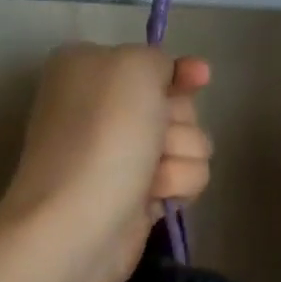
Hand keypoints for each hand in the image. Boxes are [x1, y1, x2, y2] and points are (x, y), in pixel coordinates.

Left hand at [2, 43, 212, 281]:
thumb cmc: (103, 136)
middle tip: (154, 138)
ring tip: (150, 177)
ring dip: (180, 157)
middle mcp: (105, 109)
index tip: (201, 76)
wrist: (79, 222)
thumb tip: (172, 79)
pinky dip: (177, 185)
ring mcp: (123, 155)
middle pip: (179, 104)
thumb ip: (159, 59)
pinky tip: (153, 197)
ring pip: (191, 143)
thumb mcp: (132, 68)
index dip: (181, 71)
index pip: (153, 62)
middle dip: (178, 122)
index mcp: (90, 69)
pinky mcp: (140, 193)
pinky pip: (186, 178)